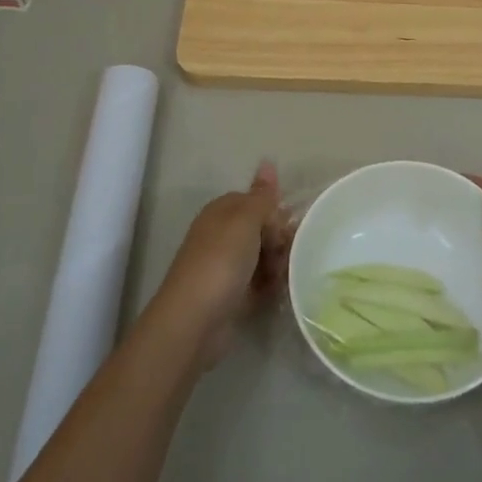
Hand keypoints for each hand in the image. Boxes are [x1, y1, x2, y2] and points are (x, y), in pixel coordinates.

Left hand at [155, 161, 286, 366]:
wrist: (195, 320)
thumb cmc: (220, 262)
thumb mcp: (245, 221)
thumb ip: (261, 195)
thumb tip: (268, 161)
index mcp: (222, 212)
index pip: (256, 202)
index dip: (274, 213)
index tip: (286, 229)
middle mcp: (222, 236)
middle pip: (262, 230)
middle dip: (279, 240)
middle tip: (284, 255)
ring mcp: (226, 266)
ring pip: (263, 257)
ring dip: (277, 264)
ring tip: (280, 277)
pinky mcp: (232, 294)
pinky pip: (259, 282)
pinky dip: (269, 285)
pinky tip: (276, 292)